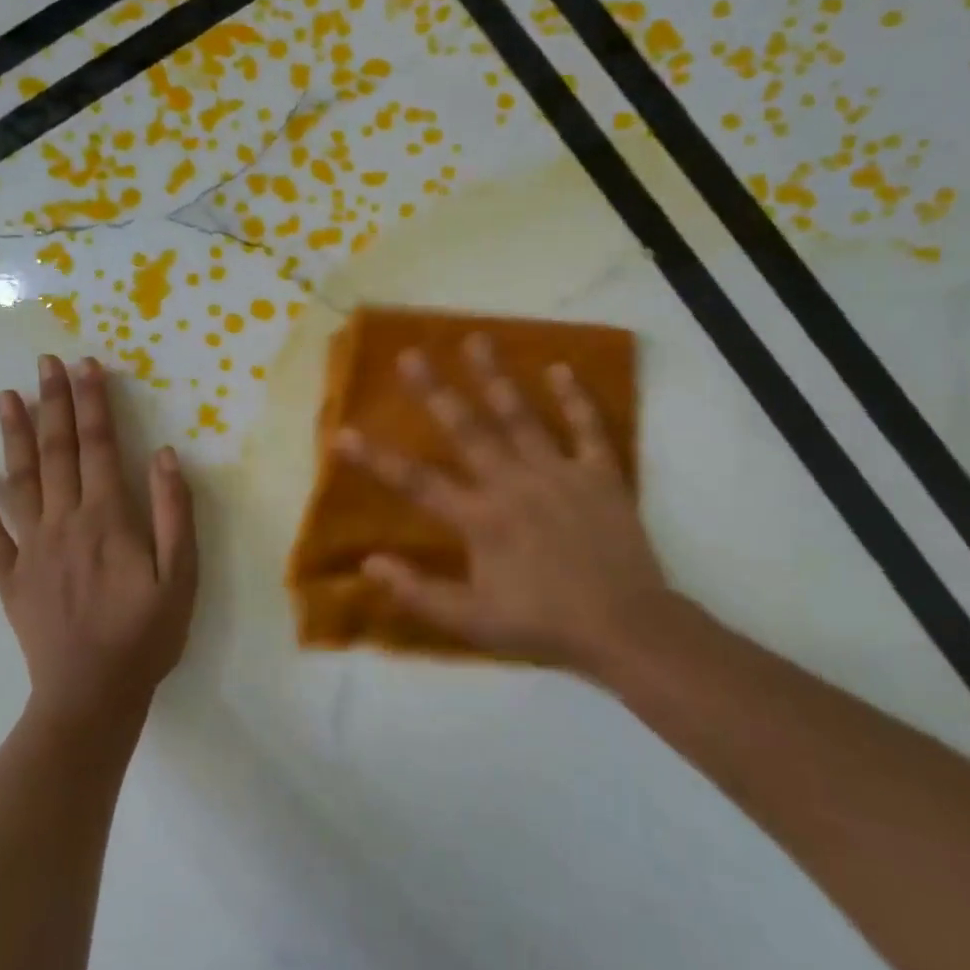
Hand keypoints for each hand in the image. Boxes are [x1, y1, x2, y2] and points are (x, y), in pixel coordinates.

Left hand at [0, 355, 197, 734]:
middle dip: (53, 403)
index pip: (98, 447)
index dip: (93, 404)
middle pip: (57, 453)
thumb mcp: (181, 576)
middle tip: (44, 363)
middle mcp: (64, 522)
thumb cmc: (146, 635)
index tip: (86, 366)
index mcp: (107, 519)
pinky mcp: (11, 578)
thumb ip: (173, 513)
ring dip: (14, 437)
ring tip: (6, 398)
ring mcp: (31, 549)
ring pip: (19, 482)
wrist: (92, 696)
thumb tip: (164, 455)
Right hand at [335, 334, 681, 675]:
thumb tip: (369, 564)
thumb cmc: (543, 625)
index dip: (375, 459)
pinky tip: (559, 368)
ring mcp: (559, 474)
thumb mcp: (472, 622)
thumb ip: (418, 592)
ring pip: (521, 417)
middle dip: (434, 392)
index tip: (342, 433)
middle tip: (410, 355)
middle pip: (467, 430)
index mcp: (481, 519)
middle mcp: (513, 484)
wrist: (626, 629)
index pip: (416, 483)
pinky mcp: (600, 475)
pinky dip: (575, 398)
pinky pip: (587, 428)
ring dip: (496, 377)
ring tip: (476, 340)